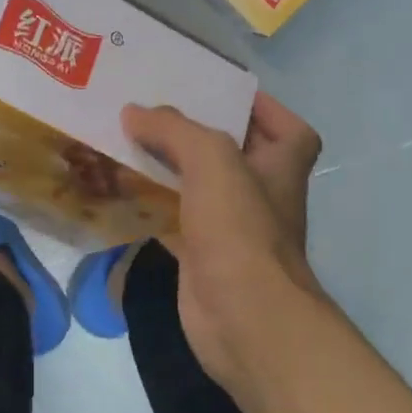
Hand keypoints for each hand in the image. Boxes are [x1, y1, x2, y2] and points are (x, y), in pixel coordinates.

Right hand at [122, 93, 323, 389]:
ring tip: (129, 141)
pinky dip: (151, 207)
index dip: (264, 110)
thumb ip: (174, 129)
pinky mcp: (202, 256)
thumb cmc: (240, 229)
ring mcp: (232, 229)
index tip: (222, 94)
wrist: (243, 318)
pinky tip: (121, 192)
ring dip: (169, 168)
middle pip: (234, 154)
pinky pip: (174, 220)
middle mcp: (261, 196)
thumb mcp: (212, 159)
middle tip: (155, 111)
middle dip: (199, 133)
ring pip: (198, 187)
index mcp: (281, 168)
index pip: (291, 131)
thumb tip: (134, 113)